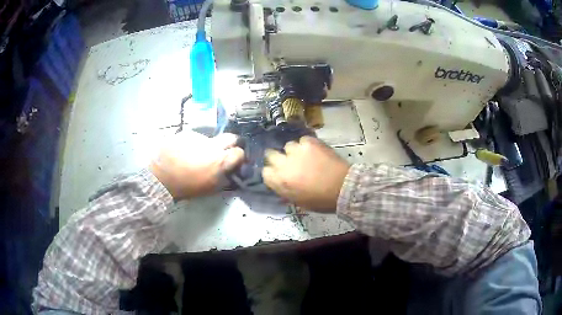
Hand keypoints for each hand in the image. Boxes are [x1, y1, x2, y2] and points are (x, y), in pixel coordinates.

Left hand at [149, 131, 244, 199]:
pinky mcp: (186, 133)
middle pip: (230, 137)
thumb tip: (232, 173)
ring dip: (208, 145)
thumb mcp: (210, 188)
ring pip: (210, 138)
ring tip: (196, 155)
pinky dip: (193, 144)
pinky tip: (185, 152)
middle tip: (223, 151)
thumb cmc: (186, 187)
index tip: (235, 161)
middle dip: (231, 143)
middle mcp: (213, 145)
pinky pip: (195, 138)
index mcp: (220, 160)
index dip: (239, 156)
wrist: (160, 177)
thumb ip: (224, 179)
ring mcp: (199, 137)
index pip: (239, 152)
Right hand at [262, 136, 349, 211]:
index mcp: (280, 182)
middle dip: (277, 157)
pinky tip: (315, 151)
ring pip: (288, 146)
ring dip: (294, 151)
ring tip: (305, 156)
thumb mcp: (298, 202)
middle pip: (271, 154)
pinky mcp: (310, 142)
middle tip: (289, 161)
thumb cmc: (321, 200)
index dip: (272, 172)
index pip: (265, 172)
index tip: (279, 173)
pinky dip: (307, 145)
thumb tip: (280, 183)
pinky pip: (303, 140)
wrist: (344, 188)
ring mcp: (297, 151)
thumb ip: (285, 190)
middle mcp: (284, 164)